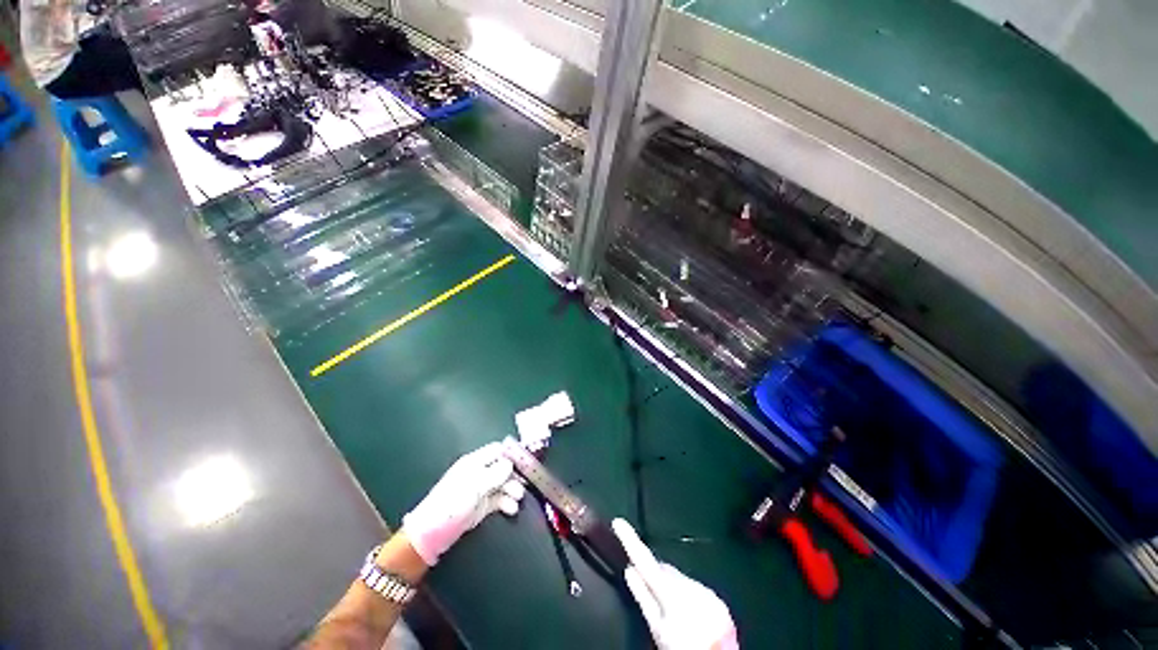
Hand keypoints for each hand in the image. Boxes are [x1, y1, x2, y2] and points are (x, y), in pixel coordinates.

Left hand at [401, 443, 525, 565]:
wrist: (432, 533)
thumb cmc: (453, 503)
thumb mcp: (476, 485)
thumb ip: (496, 473)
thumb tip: (510, 463)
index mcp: (475, 462)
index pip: (497, 450)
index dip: (511, 454)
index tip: (526, 461)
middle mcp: (479, 472)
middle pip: (502, 467)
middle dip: (514, 474)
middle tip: (526, 483)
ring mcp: (480, 489)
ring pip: (502, 484)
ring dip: (512, 489)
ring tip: (518, 498)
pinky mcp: (481, 505)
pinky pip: (498, 499)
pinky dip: (506, 502)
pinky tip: (512, 509)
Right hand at [613, 519, 737, 649]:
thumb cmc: (681, 645)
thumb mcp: (657, 627)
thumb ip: (643, 597)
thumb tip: (630, 570)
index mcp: (670, 587)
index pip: (644, 558)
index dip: (630, 539)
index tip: (618, 522)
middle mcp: (687, 580)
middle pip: (663, 569)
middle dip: (654, 574)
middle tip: (645, 585)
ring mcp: (703, 588)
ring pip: (679, 579)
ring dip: (671, 586)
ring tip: (669, 608)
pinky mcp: (716, 598)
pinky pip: (695, 589)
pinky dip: (686, 595)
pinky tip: (687, 614)